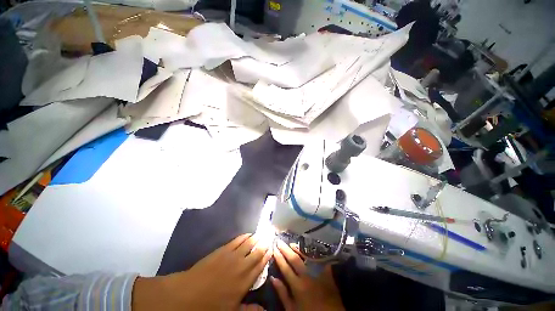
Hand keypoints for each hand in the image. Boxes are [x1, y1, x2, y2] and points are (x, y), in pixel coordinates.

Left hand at [133, 234, 271, 310]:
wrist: (188, 293)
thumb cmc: (210, 306)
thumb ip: (249, 309)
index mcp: (245, 280)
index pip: (260, 264)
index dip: (267, 256)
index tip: (272, 249)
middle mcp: (242, 265)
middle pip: (257, 251)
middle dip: (264, 244)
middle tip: (269, 238)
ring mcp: (232, 255)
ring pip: (249, 243)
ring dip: (256, 238)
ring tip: (262, 234)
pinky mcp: (223, 249)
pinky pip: (237, 240)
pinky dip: (244, 236)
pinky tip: (248, 234)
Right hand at [271, 240, 344, 310]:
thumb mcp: (292, 309)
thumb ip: (282, 293)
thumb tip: (272, 278)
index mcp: (297, 286)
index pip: (285, 268)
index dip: (279, 257)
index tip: (274, 249)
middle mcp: (307, 276)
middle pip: (294, 259)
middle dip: (285, 249)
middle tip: (279, 241)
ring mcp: (318, 272)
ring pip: (306, 256)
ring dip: (297, 248)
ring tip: (291, 243)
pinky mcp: (327, 271)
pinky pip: (318, 258)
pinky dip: (312, 252)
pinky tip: (307, 248)